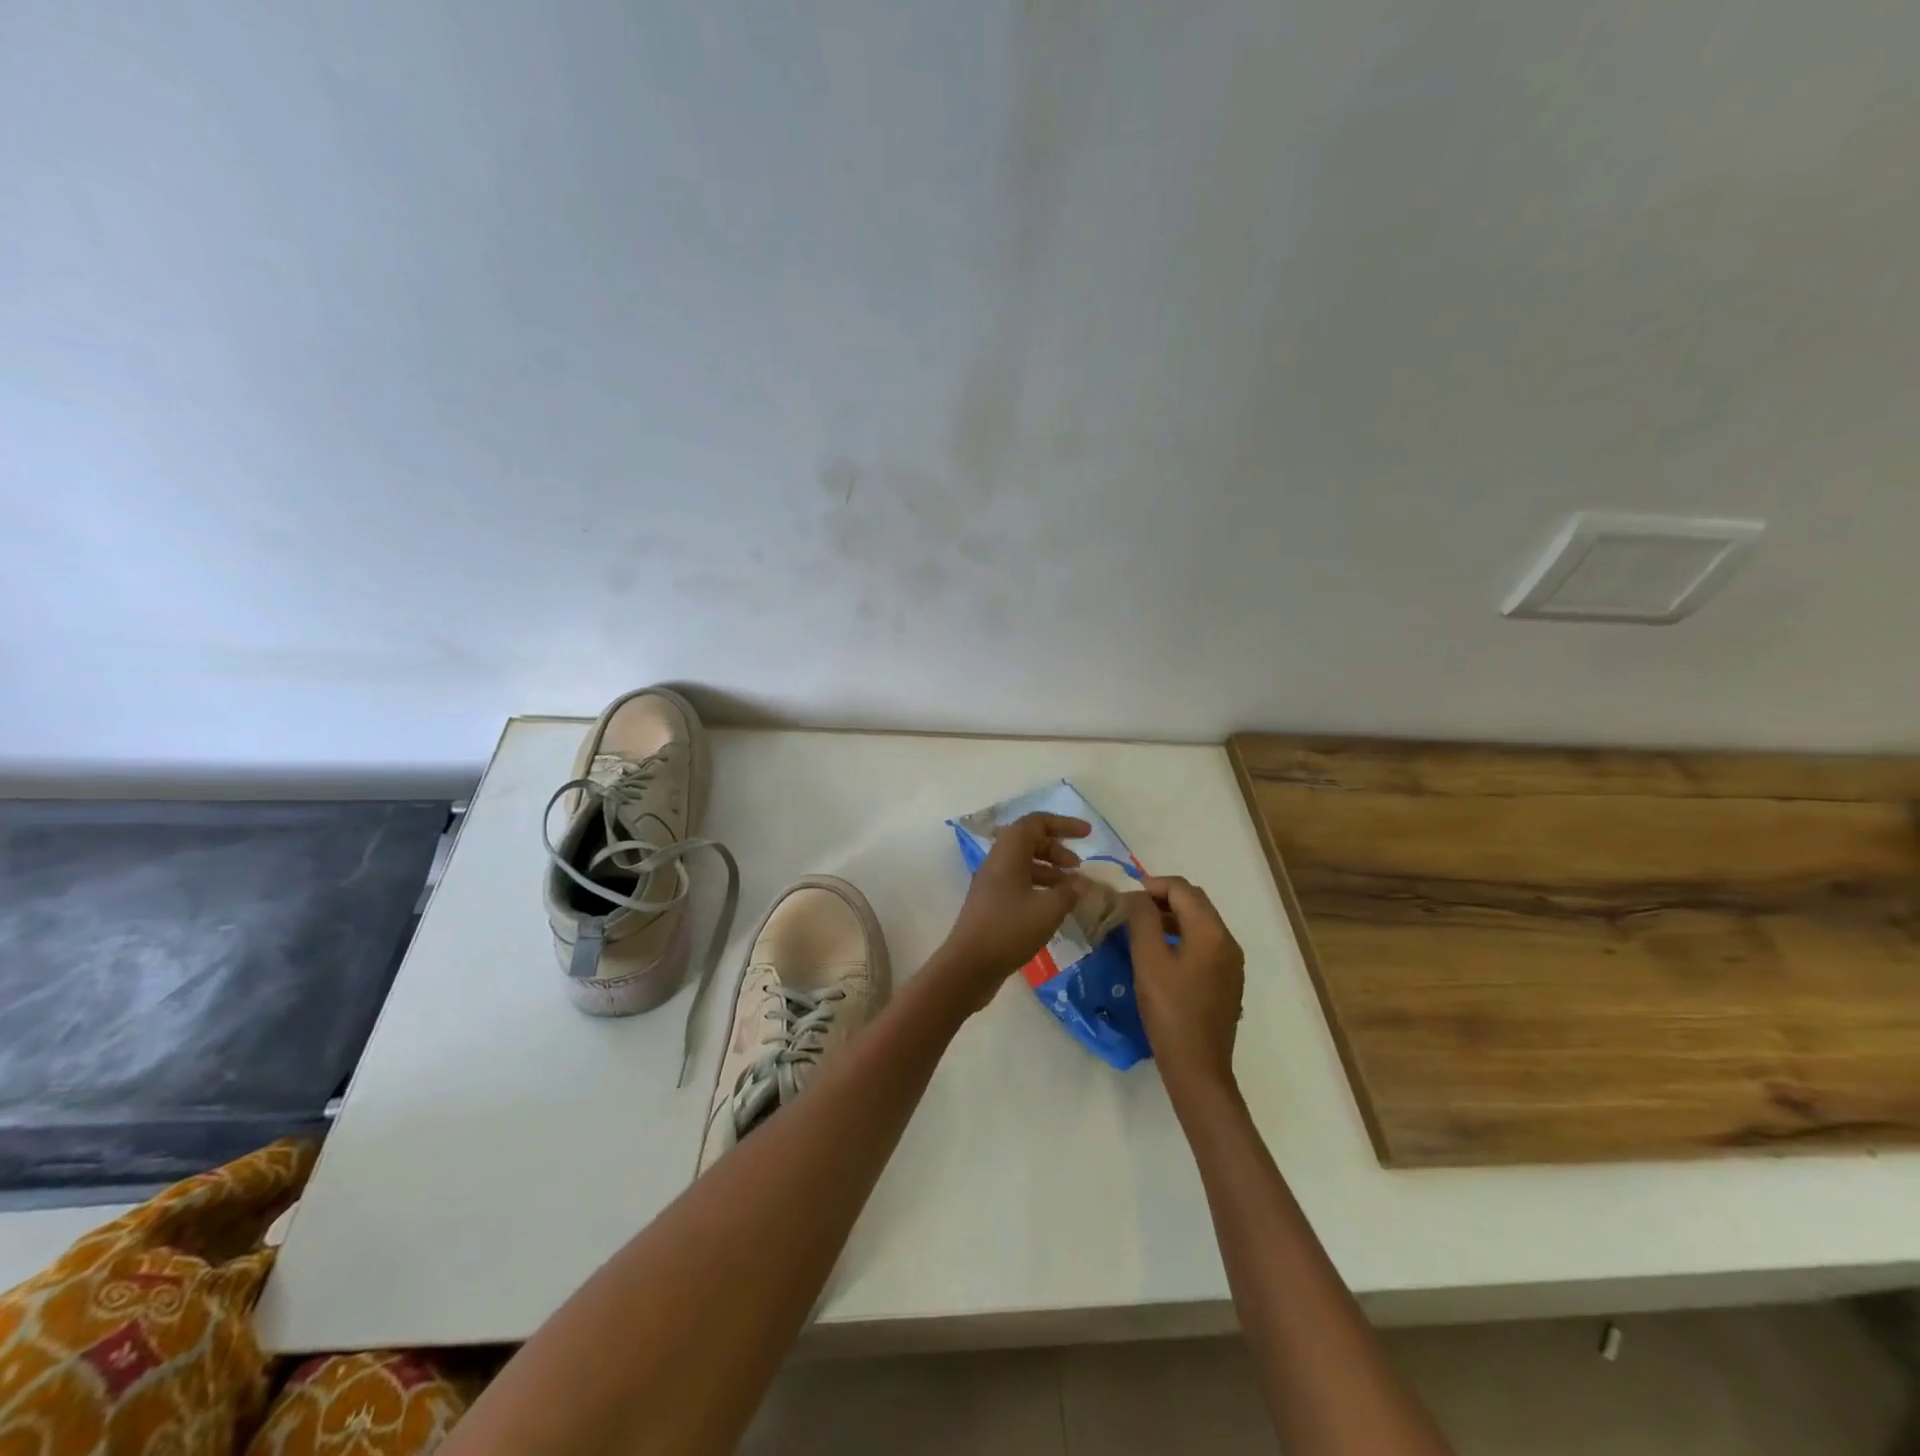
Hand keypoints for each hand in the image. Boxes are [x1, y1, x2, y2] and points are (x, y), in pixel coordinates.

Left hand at [937, 812, 1089, 1010]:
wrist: (969, 966)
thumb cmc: (1009, 930)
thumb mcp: (1048, 910)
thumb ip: (1070, 892)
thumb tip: (1082, 883)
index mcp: (1008, 853)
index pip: (1035, 823)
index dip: (1063, 824)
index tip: (1088, 834)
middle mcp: (997, 861)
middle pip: (1029, 841)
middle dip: (1057, 849)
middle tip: (1079, 867)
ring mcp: (992, 883)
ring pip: (1024, 863)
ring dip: (1050, 870)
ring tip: (1073, 888)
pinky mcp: (991, 903)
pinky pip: (1019, 882)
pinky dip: (1040, 887)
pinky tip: (1055, 907)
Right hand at [1127, 876, 1244, 1093]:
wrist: (1197, 1067)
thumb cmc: (1170, 1010)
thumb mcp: (1148, 960)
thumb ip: (1142, 919)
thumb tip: (1137, 896)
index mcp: (1211, 932)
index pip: (1182, 889)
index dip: (1152, 885)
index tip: (1124, 897)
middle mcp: (1227, 941)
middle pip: (1194, 902)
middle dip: (1162, 898)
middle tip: (1130, 909)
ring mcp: (1230, 963)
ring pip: (1199, 923)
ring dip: (1170, 917)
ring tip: (1139, 929)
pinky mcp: (1226, 981)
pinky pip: (1203, 944)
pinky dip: (1180, 937)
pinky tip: (1159, 954)